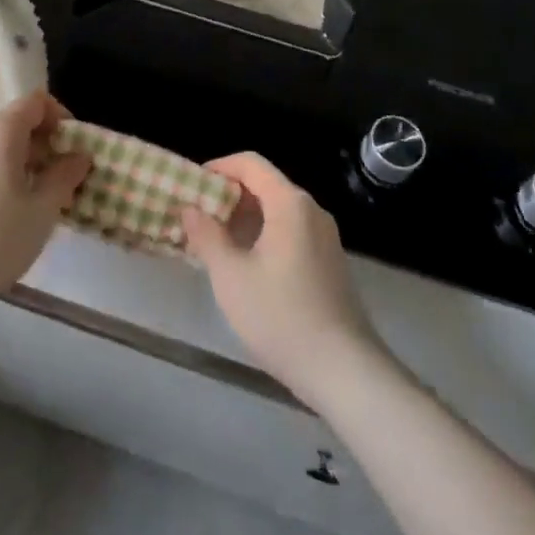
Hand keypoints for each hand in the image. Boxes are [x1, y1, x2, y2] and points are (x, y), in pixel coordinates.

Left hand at [0, 91, 92, 306]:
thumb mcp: (39, 214)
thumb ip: (63, 179)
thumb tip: (79, 156)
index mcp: (2, 130)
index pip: (37, 101)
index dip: (60, 117)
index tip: (72, 149)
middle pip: (13, 125)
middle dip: (39, 148)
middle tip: (54, 185)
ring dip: (13, 166)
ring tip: (23, 206)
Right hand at [181, 153, 382, 402]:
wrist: (344, 371)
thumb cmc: (281, 317)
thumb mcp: (231, 277)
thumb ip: (207, 236)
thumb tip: (190, 208)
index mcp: (289, 203)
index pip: (250, 163)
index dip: (219, 167)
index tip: (193, 185)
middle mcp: (311, 210)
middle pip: (265, 185)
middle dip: (229, 196)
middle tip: (199, 218)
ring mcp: (325, 237)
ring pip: (278, 210)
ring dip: (245, 218)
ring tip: (216, 243)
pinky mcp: (330, 262)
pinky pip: (291, 232)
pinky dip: (265, 235)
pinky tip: (247, 266)